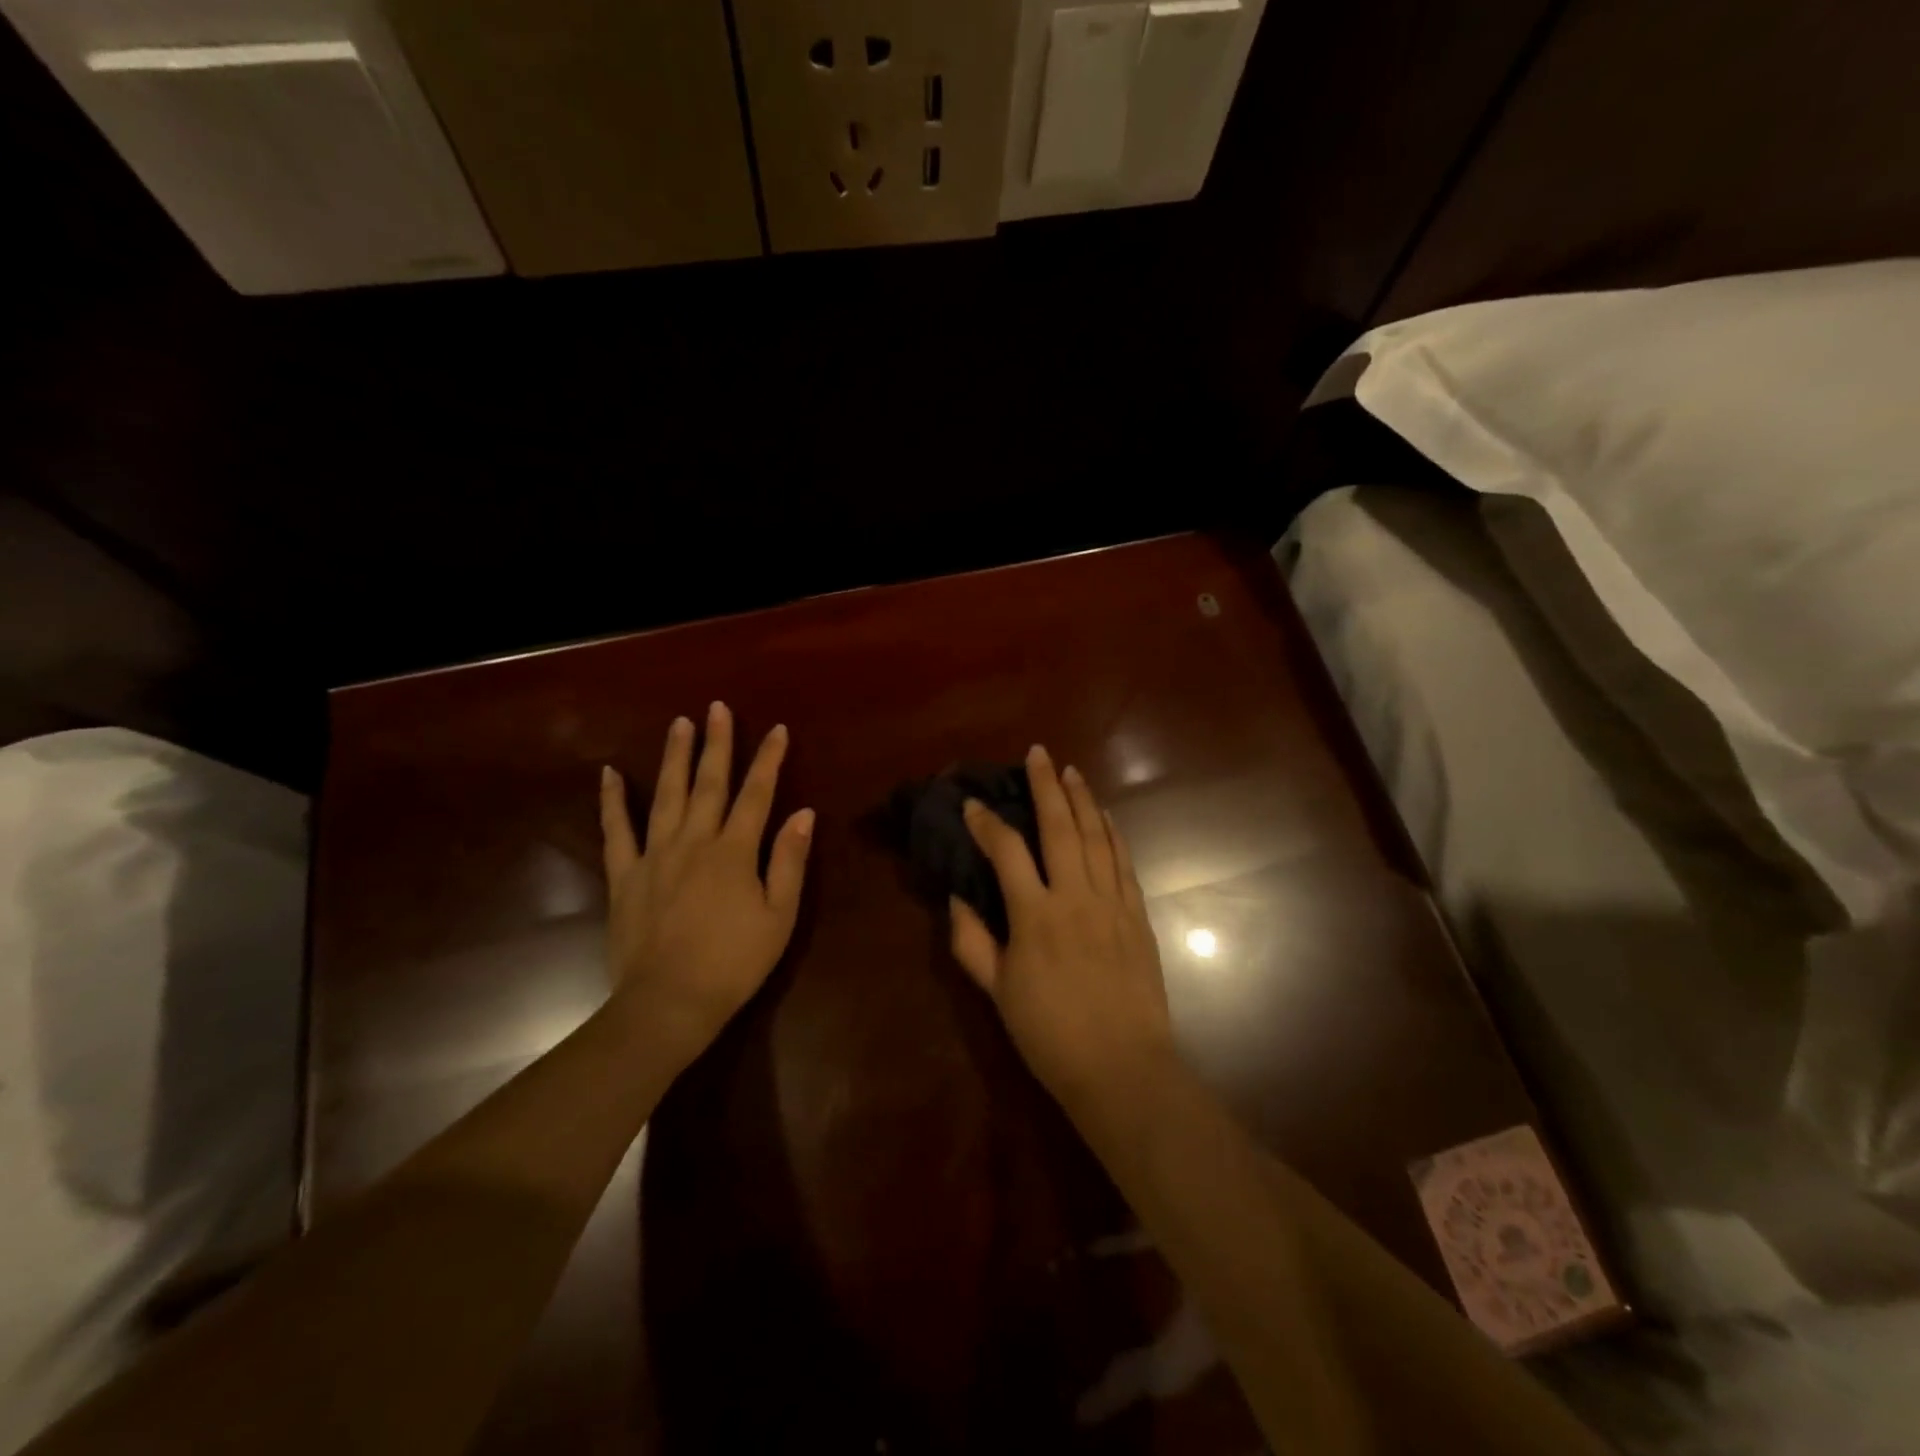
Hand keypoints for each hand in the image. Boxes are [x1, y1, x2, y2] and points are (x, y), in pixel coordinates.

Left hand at [599, 702, 813, 1072]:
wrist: (668, 1003)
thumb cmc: (734, 963)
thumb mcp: (779, 916)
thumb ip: (790, 860)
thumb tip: (804, 813)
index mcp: (735, 851)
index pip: (757, 793)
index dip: (768, 759)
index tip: (776, 729)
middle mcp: (695, 841)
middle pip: (709, 783)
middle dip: (717, 743)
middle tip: (716, 708)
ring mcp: (655, 855)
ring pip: (666, 795)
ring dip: (674, 757)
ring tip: (678, 723)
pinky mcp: (625, 875)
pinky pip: (616, 831)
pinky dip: (612, 801)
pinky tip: (609, 774)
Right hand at [950, 744, 1175, 1108]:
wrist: (1123, 1068)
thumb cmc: (1051, 1035)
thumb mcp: (998, 993)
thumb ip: (972, 943)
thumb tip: (956, 900)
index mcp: (1036, 916)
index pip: (1007, 852)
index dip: (986, 823)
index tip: (972, 803)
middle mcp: (1075, 897)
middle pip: (1060, 828)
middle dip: (1046, 786)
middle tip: (1039, 754)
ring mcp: (1112, 903)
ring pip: (1097, 837)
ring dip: (1083, 800)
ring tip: (1071, 772)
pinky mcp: (1137, 916)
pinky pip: (1124, 863)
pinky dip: (1113, 835)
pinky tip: (1105, 818)